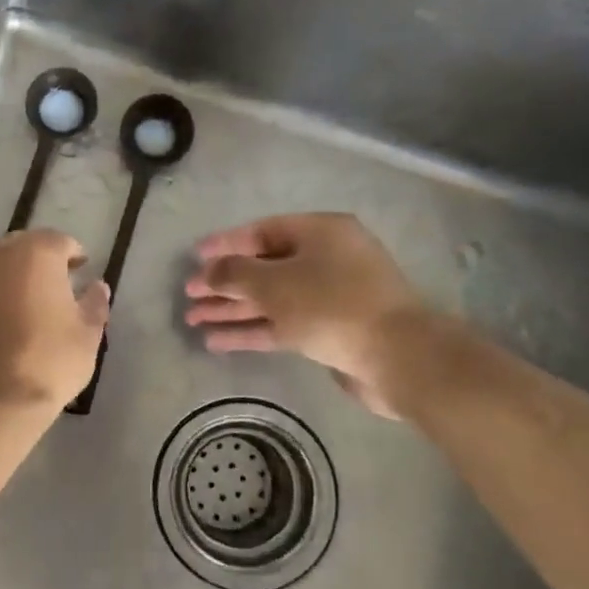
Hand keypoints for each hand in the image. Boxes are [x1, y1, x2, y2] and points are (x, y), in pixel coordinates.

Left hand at [0, 230, 109, 411]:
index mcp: (37, 253)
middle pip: (25, 244)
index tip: (82, 269)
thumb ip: (94, 303)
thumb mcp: (87, 333)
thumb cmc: (51, 359)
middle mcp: (1, 256)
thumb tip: (98, 286)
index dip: (74, 253)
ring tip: (34, 296)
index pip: (59, 241)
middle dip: (42, 256)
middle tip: (59, 279)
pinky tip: (10, 312)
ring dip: (17, 270)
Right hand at [184, 213, 428, 417]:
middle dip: (224, 283)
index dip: (225, 244)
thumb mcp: (274, 283)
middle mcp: (326, 259)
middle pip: (264, 267)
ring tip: (193, 321)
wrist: (398, 357)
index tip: (194, 257)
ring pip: (271, 299)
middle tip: (189, 296)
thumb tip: (207, 272)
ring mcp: (330, 297)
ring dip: (233, 310)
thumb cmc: (332, 305)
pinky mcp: (331, 331)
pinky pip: (283, 324)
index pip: (262, 231)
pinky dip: (252, 330)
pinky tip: (218, 341)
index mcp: (320, 233)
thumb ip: (234, 274)